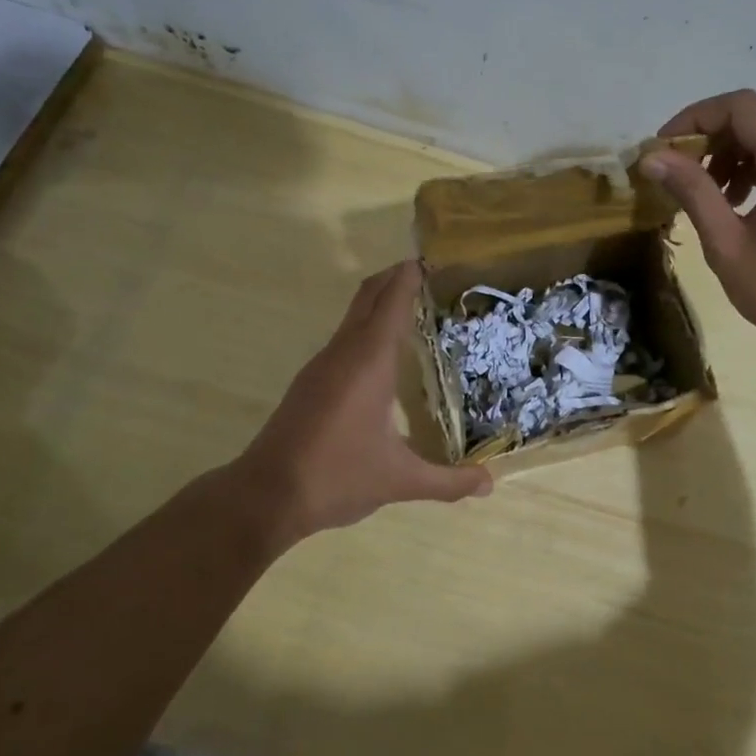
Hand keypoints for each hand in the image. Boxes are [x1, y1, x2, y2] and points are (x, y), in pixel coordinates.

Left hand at [232, 260, 490, 542]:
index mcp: (368, 362)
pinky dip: (367, 328)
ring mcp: (321, 366)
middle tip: (430, 275)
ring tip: (416, 311)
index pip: (391, 302)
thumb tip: (490, 483)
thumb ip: (447, 481)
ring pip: (353, 317)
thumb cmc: (337, 477)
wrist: (265, 496)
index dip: (410, 276)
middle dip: (395, 278)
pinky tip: (384, 356)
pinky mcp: (310, 383)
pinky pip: (344, 339)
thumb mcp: (399, 480)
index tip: (433, 259)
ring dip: (380, 303)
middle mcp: (343, 353)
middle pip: (368, 297)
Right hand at [643, 90, 755, 367]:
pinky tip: (737, 201)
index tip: (666, 147)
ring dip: (732, 153)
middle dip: (712, 136)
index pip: (743, 107)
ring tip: (708, 193)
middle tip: (679, 171)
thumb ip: (692, 192)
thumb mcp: (726, 244)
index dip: (697, 117)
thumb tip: (652, 157)